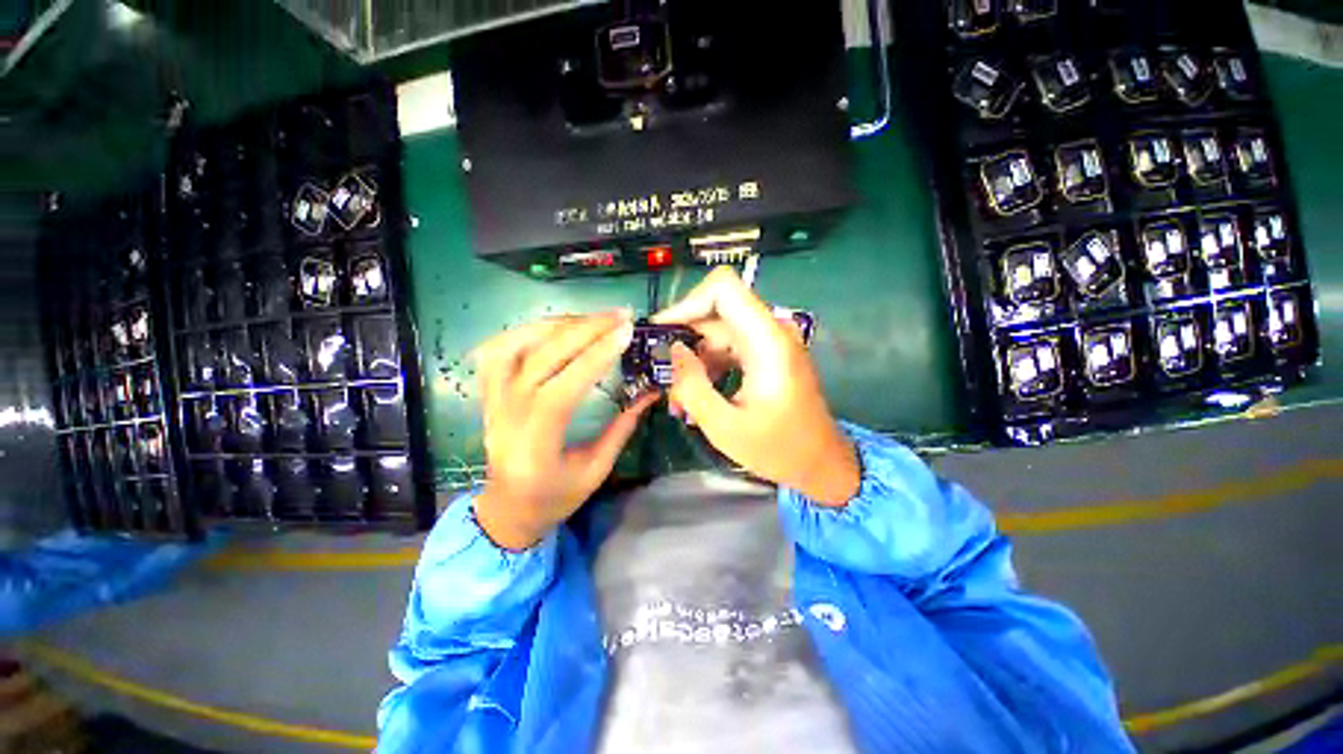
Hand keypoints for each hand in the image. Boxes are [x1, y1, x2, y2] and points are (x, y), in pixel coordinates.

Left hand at [472, 311, 658, 548]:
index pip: (564, 387)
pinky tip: (554, 327)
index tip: (626, 332)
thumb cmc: (554, 497)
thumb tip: (650, 392)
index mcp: (535, 443)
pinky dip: (526, 330)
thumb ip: (622, 428)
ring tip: (592, 318)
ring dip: (558, 324)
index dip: (596, 356)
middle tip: (620, 315)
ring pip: (516, 345)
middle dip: (586, 329)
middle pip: (543, 356)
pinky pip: (498, 350)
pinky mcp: (489, 392)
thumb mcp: (596, 470)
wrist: (506, 509)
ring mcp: (492, 399)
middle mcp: (507, 414)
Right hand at [653, 267, 858, 505]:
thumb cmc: (777, 449)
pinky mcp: (768, 352)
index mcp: (767, 341)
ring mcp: (771, 340)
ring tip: (680, 397)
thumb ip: (691, 385)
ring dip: (695, 358)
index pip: (723, 288)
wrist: (820, 462)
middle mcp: (771, 330)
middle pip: (716, 310)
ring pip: (718, 330)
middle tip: (665, 375)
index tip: (661, 333)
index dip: (687, 303)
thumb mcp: (723, 426)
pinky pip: (729, 345)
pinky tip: (699, 394)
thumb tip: (673, 349)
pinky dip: (709, 364)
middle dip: (684, 339)